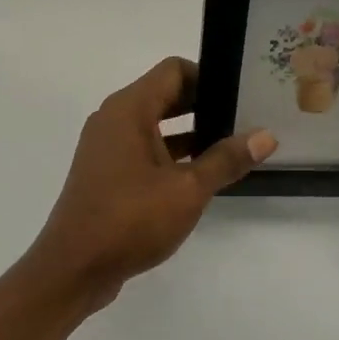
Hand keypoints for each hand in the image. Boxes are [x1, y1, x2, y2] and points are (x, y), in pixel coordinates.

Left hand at [28, 57, 277, 308]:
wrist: (72, 268)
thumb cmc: (129, 220)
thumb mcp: (187, 190)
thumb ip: (225, 160)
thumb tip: (265, 136)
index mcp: (129, 109)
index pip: (173, 71)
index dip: (208, 77)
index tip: (239, 95)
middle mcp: (114, 119)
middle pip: (164, 94)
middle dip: (203, 104)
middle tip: (244, 118)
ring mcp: (107, 147)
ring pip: (155, 124)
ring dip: (190, 131)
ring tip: (231, 146)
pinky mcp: (106, 172)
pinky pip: (144, 148)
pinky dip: (171, 153)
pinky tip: (201, 174)